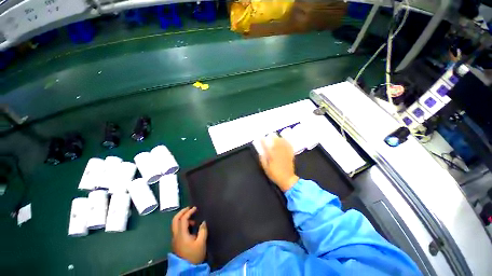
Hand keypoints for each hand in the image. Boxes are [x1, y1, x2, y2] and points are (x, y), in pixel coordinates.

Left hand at [171, 206, 207, 263]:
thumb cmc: (194, 255)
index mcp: (181, 234)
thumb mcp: (201, 243)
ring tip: (193, 219)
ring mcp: (175, 239)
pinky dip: (183, 224)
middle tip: (189, 208)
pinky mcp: (177, 242)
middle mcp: (176, 235)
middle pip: (175, 220)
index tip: (195, 208)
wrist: (187, 269)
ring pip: (175, 224)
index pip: (183, 219)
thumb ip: (203, 230)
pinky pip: (178, 229)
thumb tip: (203, 222)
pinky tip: (191, 227)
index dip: (189, 212)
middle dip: (182, 212)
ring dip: (183, 218)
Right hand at [260, 137, 298, 191]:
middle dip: (273, 137)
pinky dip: (287, 142)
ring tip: (277, 135)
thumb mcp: (266, 168)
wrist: (287, 179)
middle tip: (270, 134)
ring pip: (283, 143)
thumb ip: (263, 160)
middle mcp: (278, 153)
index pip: (266, 146)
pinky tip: (286, 139)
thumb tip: (260, 153)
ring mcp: (285, 153)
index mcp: (272, 157)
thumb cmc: (275, 174)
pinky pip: (289, 146)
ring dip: (280, 138)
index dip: (263, 141)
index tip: (261, 137)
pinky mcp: (290, 155)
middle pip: (276, 142)